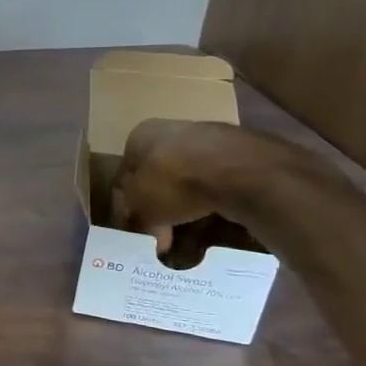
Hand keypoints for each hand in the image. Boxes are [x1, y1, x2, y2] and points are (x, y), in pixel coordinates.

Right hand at [110, 119, 268, 255]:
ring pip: (188, 179)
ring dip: (187, 205)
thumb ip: (135, 217)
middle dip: (160, 205)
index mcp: (139, 136)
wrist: (236, 171)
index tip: (138, 228)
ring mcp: (207, 139)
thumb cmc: (172, 183)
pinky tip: (214, 222)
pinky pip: (217, 183)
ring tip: (191, 234)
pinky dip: (212, 201)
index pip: (126, 173)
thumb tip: (144, 229)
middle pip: (158, 176)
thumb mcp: (139, 208)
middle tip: (164, 235)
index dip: (128, 204)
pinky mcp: (239, 153)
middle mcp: (170, 130)